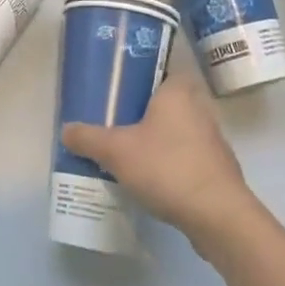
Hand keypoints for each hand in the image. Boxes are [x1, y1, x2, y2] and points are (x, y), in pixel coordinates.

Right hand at [61, 73, 257, 251]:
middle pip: (165, 101)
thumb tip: (66, 130)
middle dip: (142, 111)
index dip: (139, 76)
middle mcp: (199, 107)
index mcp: (178, 91)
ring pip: (176, 130)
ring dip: (156, 139)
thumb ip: (88, 138)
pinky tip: (149, 178)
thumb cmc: (167, 168)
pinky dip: (169, 162)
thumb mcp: (116, 151)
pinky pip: (186, 155)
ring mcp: (212, 139)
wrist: (219, 217)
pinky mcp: (217, 168)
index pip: (160, 69)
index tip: (117, 90)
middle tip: (114, 122)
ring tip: (126, 152)